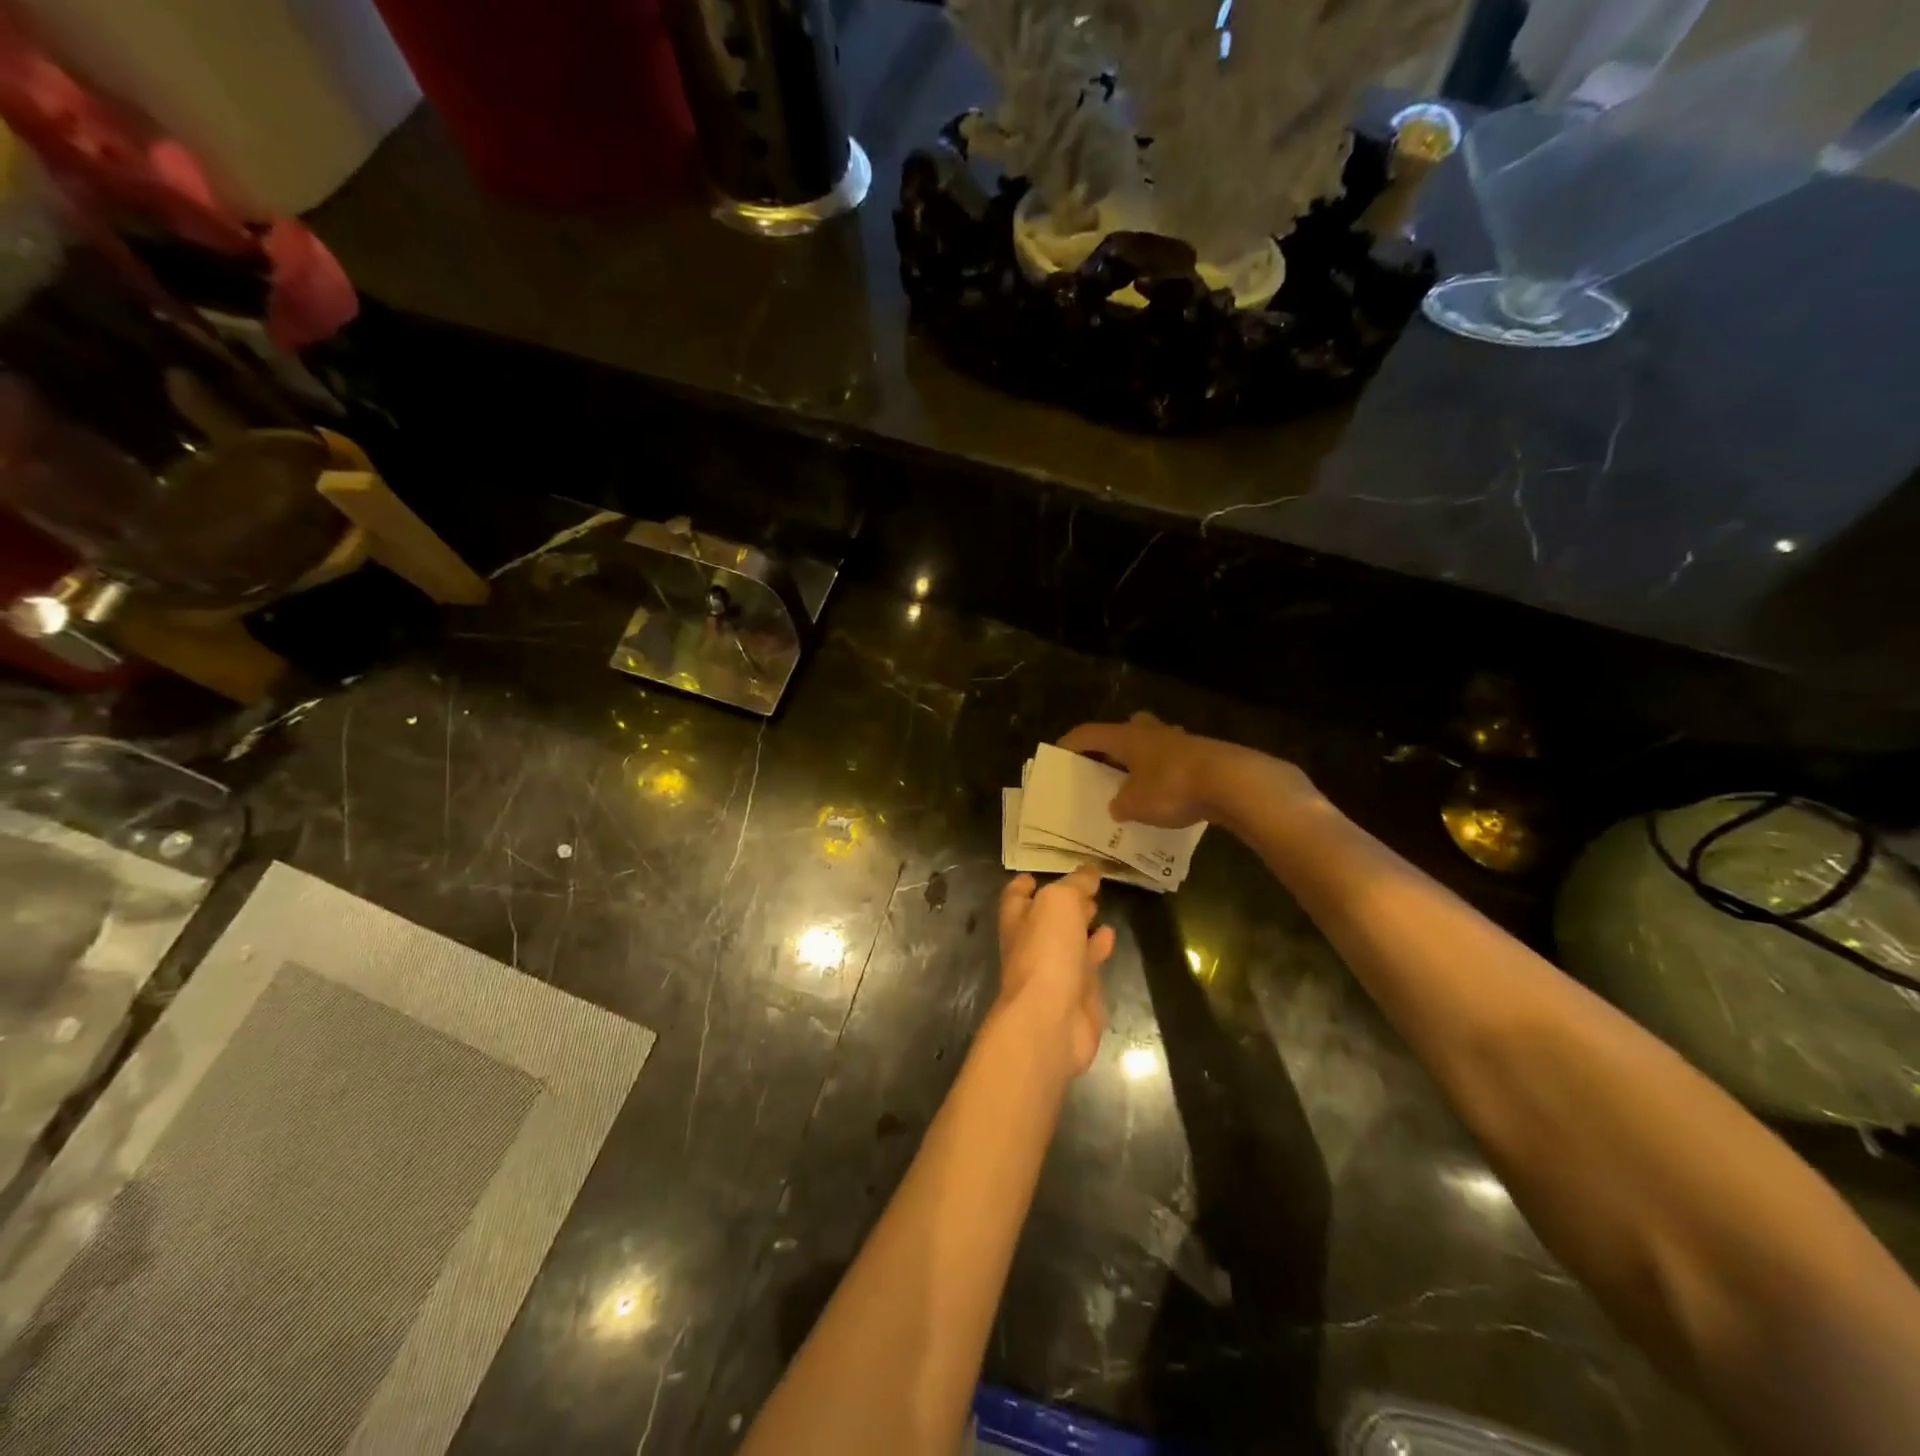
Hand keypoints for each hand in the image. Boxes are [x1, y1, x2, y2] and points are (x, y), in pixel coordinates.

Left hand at [996, 867, 1115, 1077]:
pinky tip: (1111, 936)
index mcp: (1017, 918)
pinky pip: (1088, 962)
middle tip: (1086, 885)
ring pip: (1068, 939)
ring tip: (1100, 906)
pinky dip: (1098, 947)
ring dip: (1081, 924)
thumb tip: (1089, 872)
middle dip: (1063, 902)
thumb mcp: (1059, 903)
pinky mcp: (1077, 992)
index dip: (1026, 883)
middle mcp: (1031, 942)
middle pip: (1045, 917)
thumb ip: (1074, 885)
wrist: (1051, 1020)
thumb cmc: (1046, 952)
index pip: (1016, 895)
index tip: (1039, 872)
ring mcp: (1053, 969)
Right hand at [1060, 712, 1296, 827]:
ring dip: (1140, 760)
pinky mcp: (1202, 754)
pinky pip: (1172, 760)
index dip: (1070, 744)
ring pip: (1151, 743)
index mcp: (1126, 737)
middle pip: (1123, 730)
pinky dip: (1162, 773)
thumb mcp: (1135, 805)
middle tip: (1104, 768)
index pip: (1088, 734)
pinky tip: (1165, 795)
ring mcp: (1180, 740)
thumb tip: (1117, 805)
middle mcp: (1150, 731)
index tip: (1058, 755)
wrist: (1232, 783)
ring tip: (1134, 785)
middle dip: (1112, 747)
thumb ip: (1119, 804)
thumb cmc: (1172, 788)